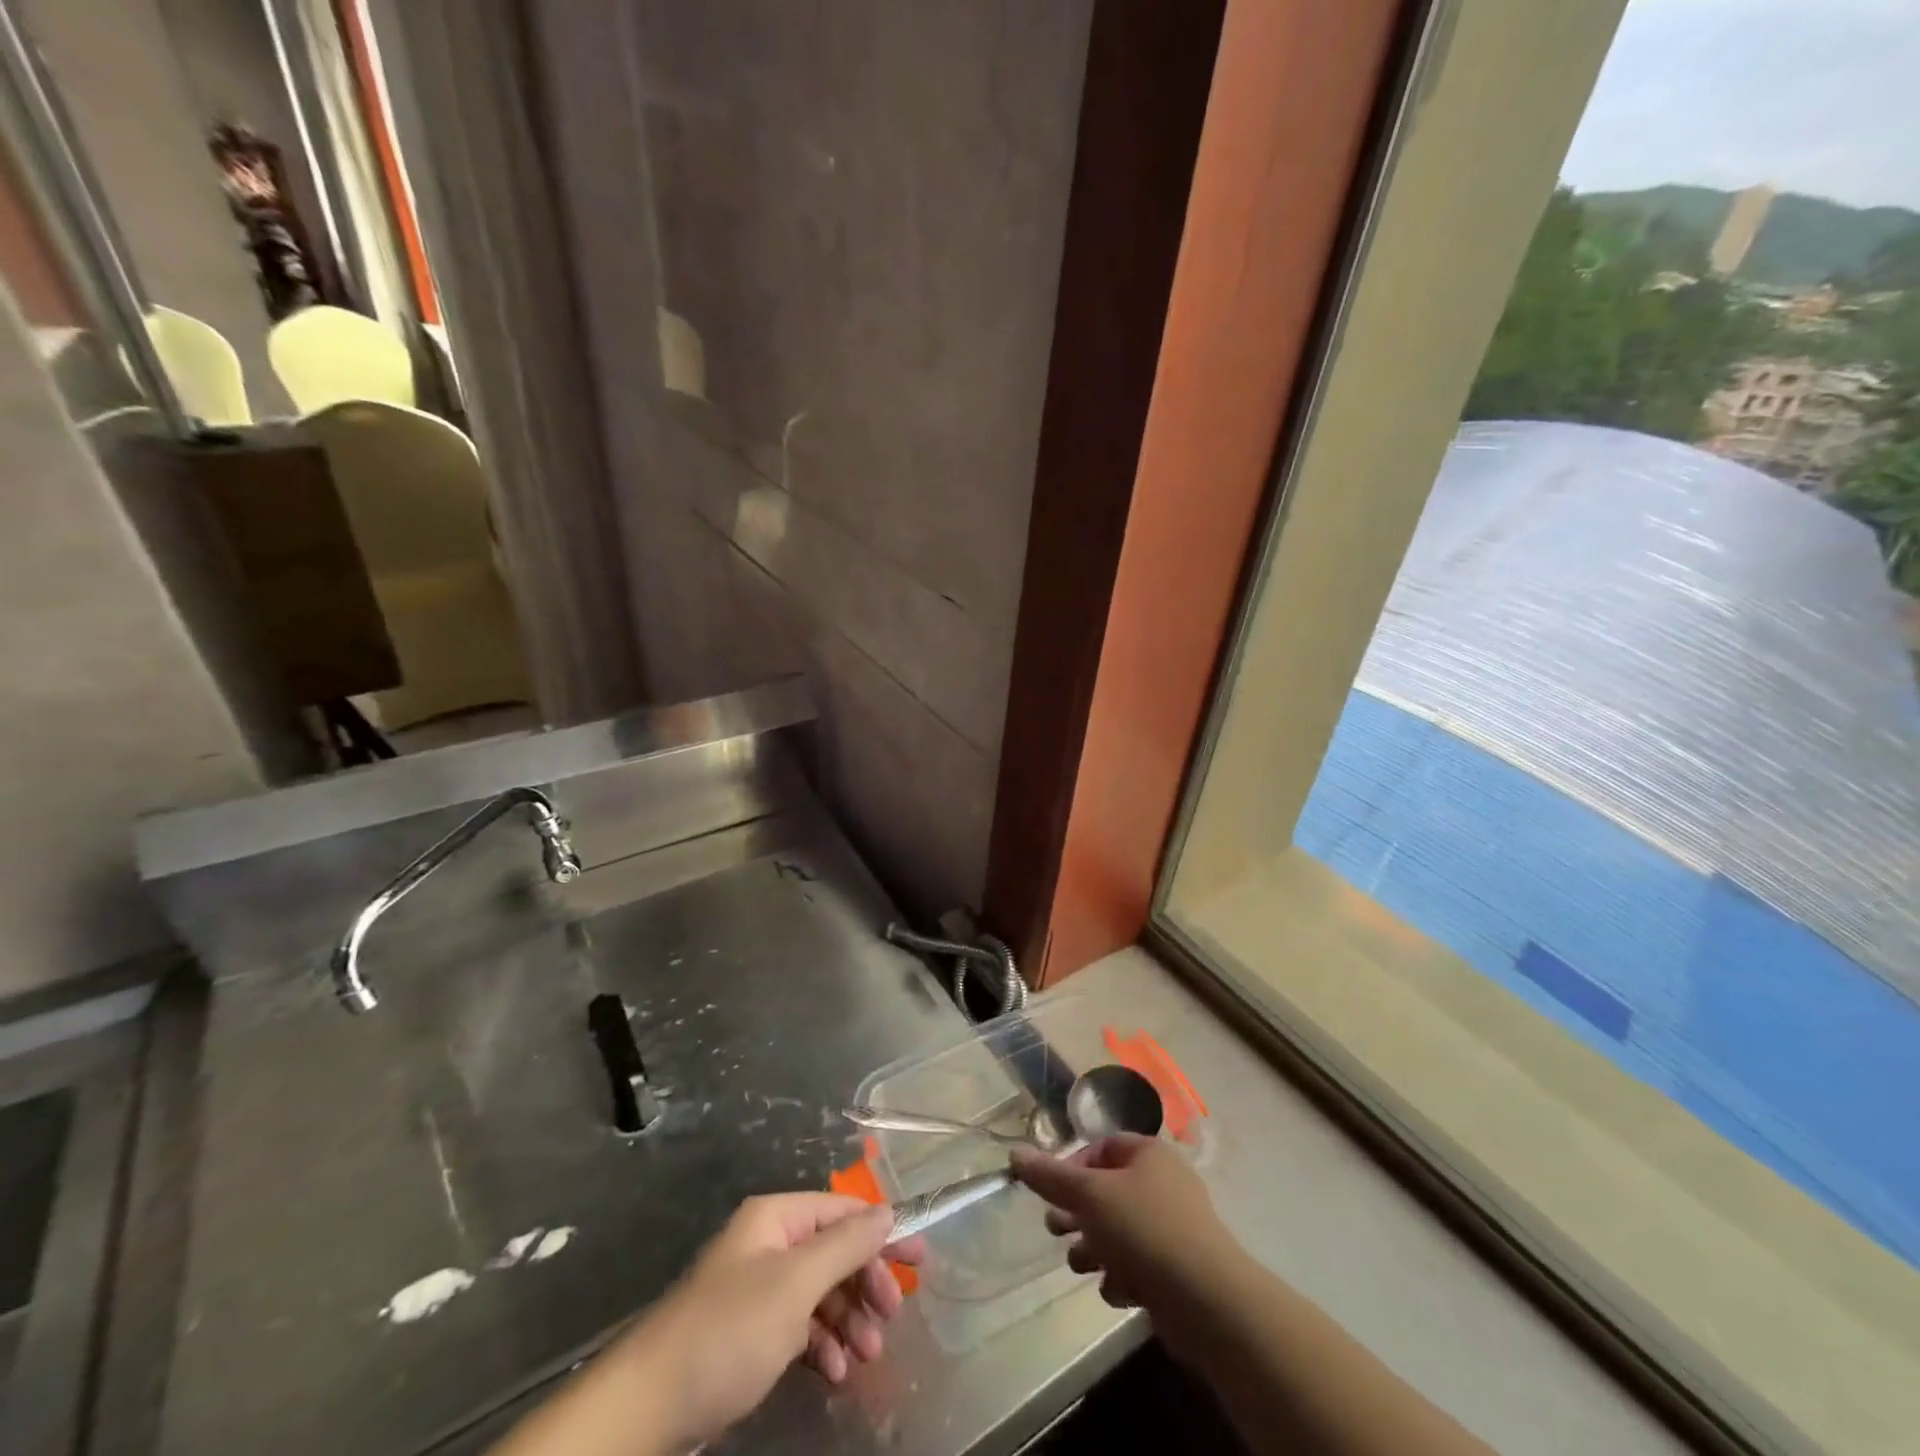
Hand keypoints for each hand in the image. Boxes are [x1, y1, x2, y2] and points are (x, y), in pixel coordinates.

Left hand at [605, 1193, 922, 1450]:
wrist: (650, 1406)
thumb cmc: (729, 1330)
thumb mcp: (795, 1284)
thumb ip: (845, 1245)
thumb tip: (886, 1211)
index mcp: (776, 1219)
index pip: (843, 1211)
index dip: (882, 1231)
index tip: (919, 1259)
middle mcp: (769, 1245)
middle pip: (834, 1252)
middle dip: (865, 1283)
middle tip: (892, 1315)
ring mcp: (758, 1290)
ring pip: (820, 1293)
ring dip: (849, 1320)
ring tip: (867, 1356)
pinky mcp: (749, 1334)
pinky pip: (800, 1327)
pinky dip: (822, 1345)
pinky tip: (835, 1371)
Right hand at [1011, 1135, 1229, 1328]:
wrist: (1207, 1301)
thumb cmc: (1144, 1230)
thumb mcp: (1089, 1196)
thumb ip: (1050, 1176)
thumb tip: (1014, 1154)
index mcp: (1149, 1153)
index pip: (1102, 1147)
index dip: (1073, 1166)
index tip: (1052, 1193)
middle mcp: (1164, 1183)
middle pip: (1108, 1190)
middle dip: (1078, 1213)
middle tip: (1055, 1230)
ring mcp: (1175, 1226)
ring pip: (1120, 1230)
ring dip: (1095, 1247)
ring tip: (1080, 1265)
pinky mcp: (1179, 1267)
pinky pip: (1140, 1262)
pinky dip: (1122, 1274)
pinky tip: (1117, 1290)